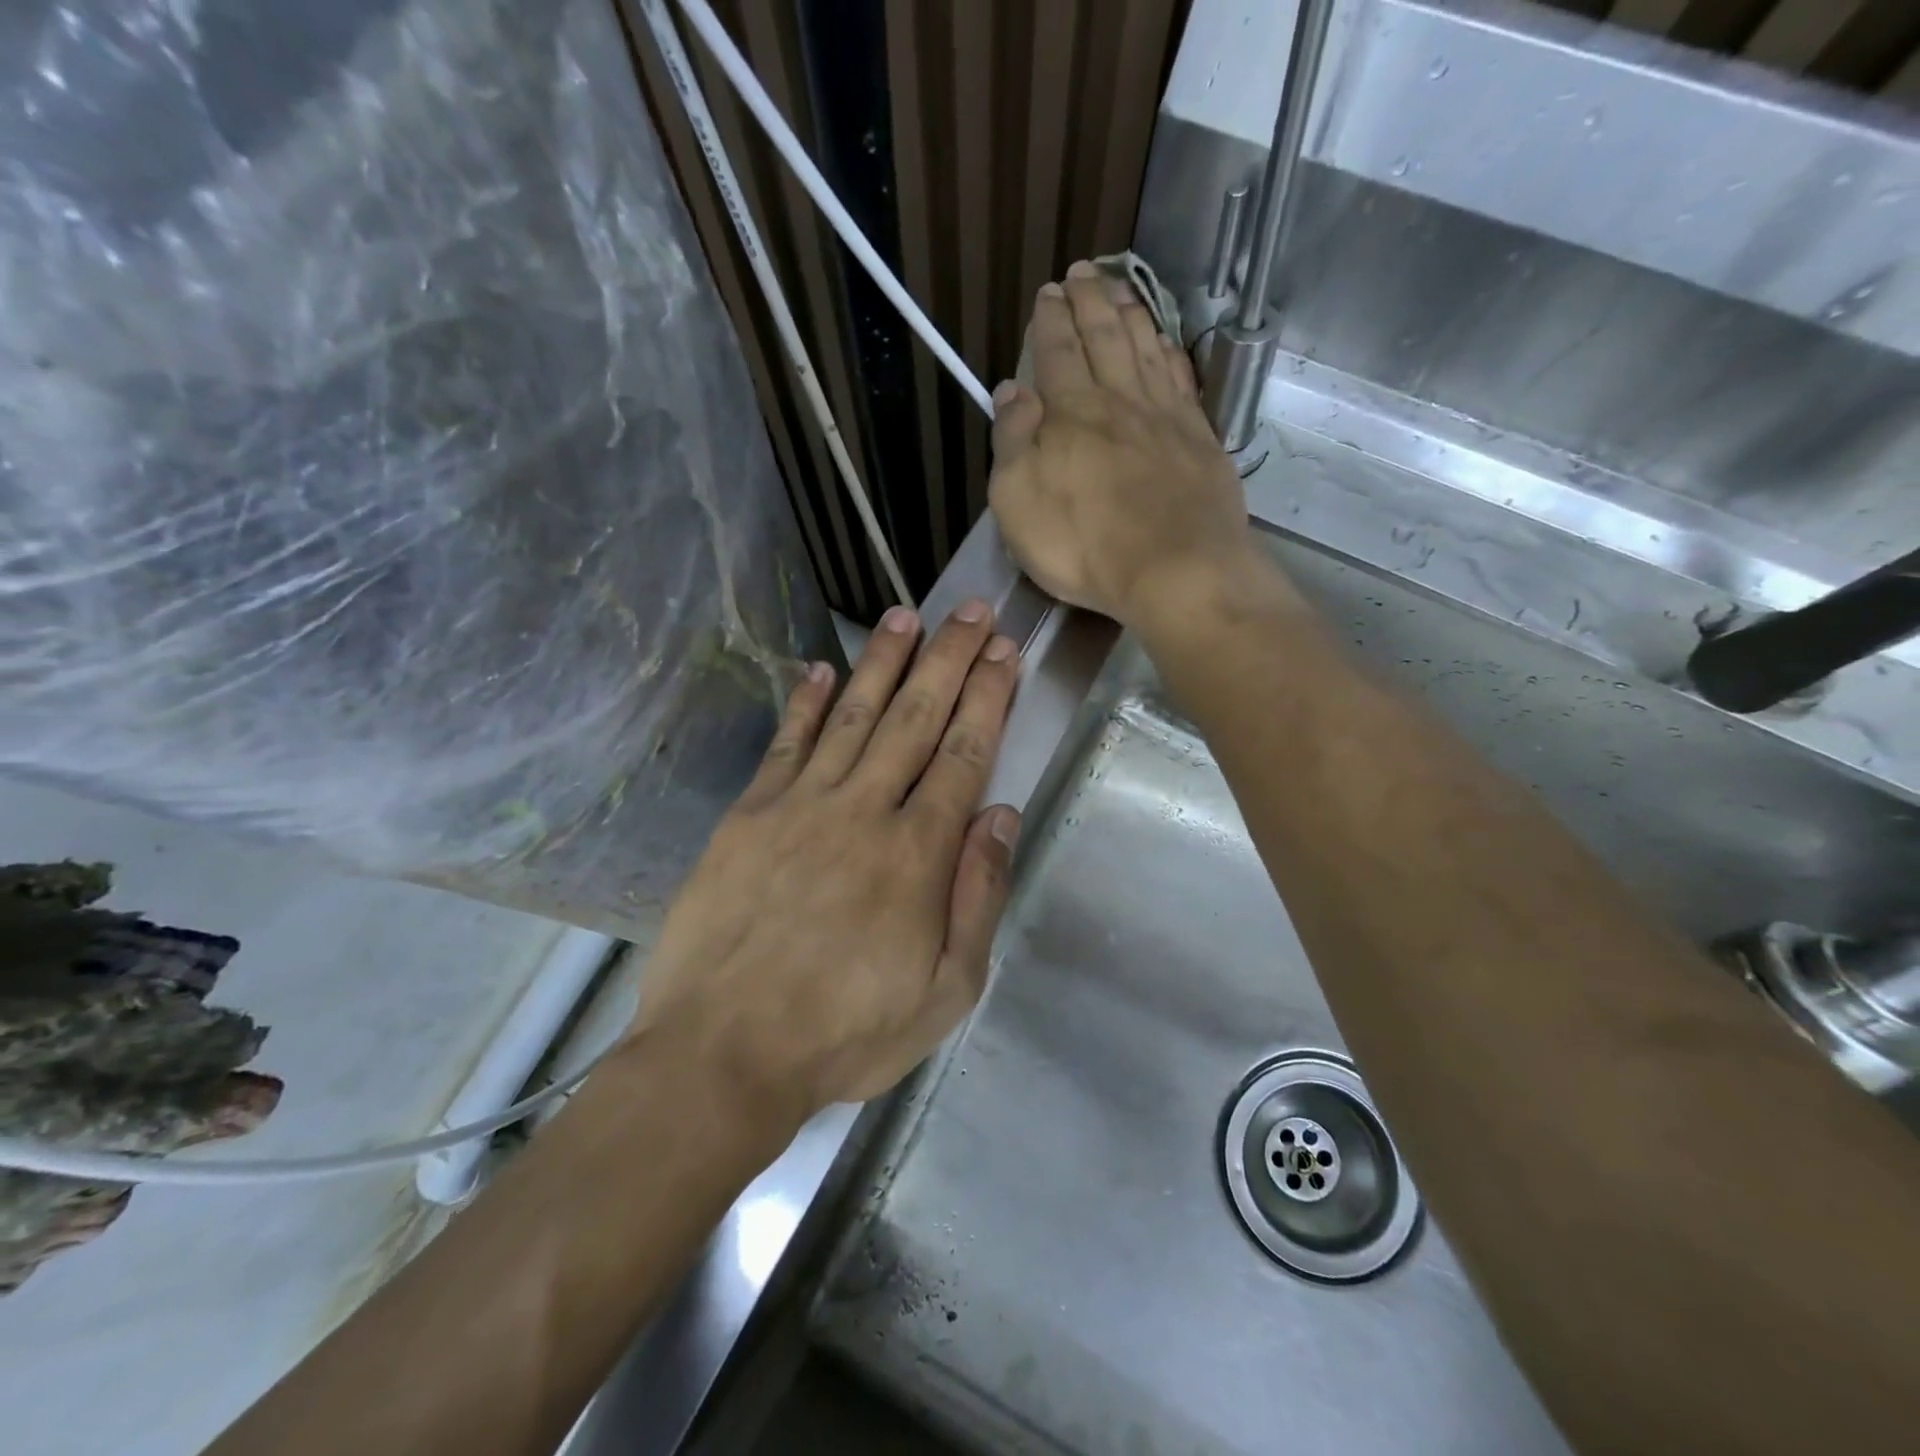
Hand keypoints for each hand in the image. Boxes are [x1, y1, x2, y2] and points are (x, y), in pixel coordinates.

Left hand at [631, 602, 1020, 1123]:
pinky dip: (804, 703)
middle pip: (915, 718)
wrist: (724, 1054)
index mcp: (917, 853)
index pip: (964, 754)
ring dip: (883, 662)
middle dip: (948, 660)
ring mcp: (800, 806)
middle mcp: (863, 811)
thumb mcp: (946, 991)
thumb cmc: (845, 1034)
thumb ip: (978, 897)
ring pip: (853, 716)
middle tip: (970, 610)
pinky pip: (784, 744)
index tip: (1003, 652)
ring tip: (905, 616)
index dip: (987, 698)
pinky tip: (820, 669)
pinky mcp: (748, 816)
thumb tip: (1001, 815)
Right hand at [988, 260, 1255, 628]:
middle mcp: (1119, 401)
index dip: (1050, 320)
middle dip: (1089, 300)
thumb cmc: (1083, 545)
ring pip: (1144, 348)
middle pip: (1103, 337)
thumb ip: (1013, 442)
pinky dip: (1168, 352)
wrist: (1175, 570)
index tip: (1048, 293)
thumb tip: (1012, 391)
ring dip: (1130, 313)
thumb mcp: (1018, 501)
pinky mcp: (1199, 440)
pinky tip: (1164, 342)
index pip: (1057, 352)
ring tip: (1121, 287)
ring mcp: (1165, 417)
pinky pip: (1180, 379)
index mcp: (1071, 413)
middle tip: (1082, 271)